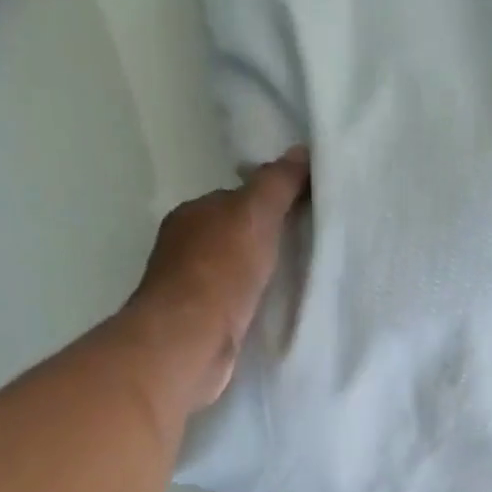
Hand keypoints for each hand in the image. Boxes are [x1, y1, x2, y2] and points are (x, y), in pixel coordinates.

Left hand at [124, 148, 308, 410]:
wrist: (190, 341)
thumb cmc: (220, 271)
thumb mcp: (255, 214)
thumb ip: (277, 183)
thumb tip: (301, 150)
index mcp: (192, 214)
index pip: (235, 200)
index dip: (269, 204)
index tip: (304, 216)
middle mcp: (184, 247)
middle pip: (234, 237)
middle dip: (265, 243)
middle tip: (307, 252)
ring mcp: (188, 289)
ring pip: (233, 273)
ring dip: (259, 277)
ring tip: (297, 285)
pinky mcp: (197, 325)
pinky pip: (233, 305)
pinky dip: (251, 306)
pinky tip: (273, 313)